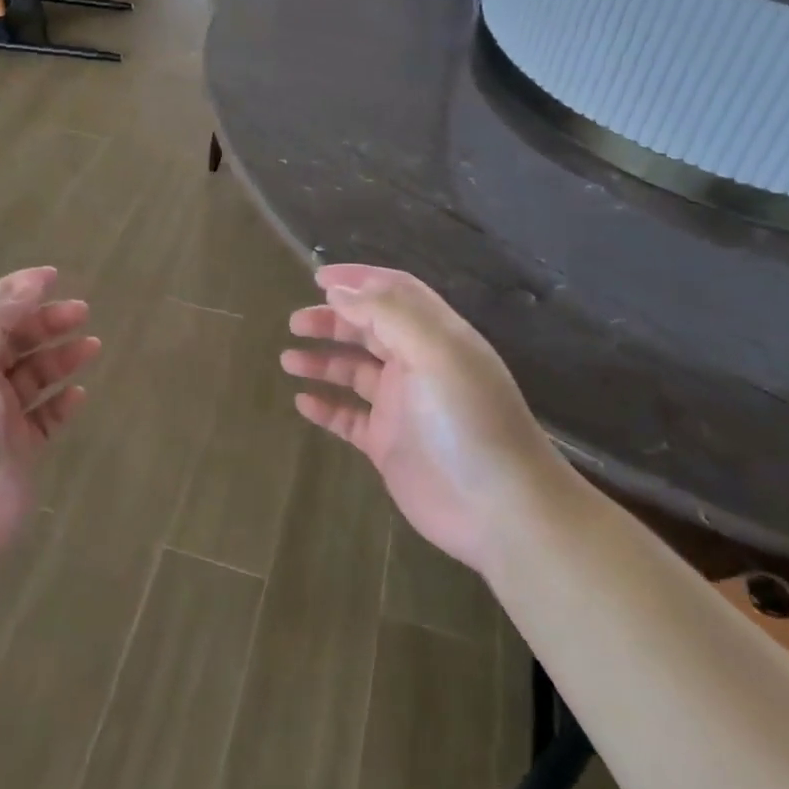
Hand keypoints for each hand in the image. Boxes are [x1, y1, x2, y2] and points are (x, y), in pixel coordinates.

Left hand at [0, 267, 98, 603]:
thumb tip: (29, 285)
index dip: (14, 288)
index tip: (53, 277)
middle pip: (12, 337)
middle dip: (45, 320)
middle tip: (82, 312)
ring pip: (33, 374)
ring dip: (60, 356)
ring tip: (92, 346)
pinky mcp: (19, 451)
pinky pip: (46, 416)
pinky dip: (62, 401)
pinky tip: (79, 395)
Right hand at [281, 265, 552, 571]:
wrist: (500, 511)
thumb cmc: (468, 422)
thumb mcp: (435, 353)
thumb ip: (387, 315)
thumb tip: (339, 291)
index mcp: (436, 337)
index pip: (395, 293)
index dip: (358, 279)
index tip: (316, 277)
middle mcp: (418, 365)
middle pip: (369, 329)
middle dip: (332, 320)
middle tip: (296, 323)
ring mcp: (402, 407)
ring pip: (354, 372)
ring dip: (322, 361)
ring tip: (288, 360)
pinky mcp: (388, 445)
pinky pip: (349, 417)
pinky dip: (325, 407)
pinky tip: (302, 402)